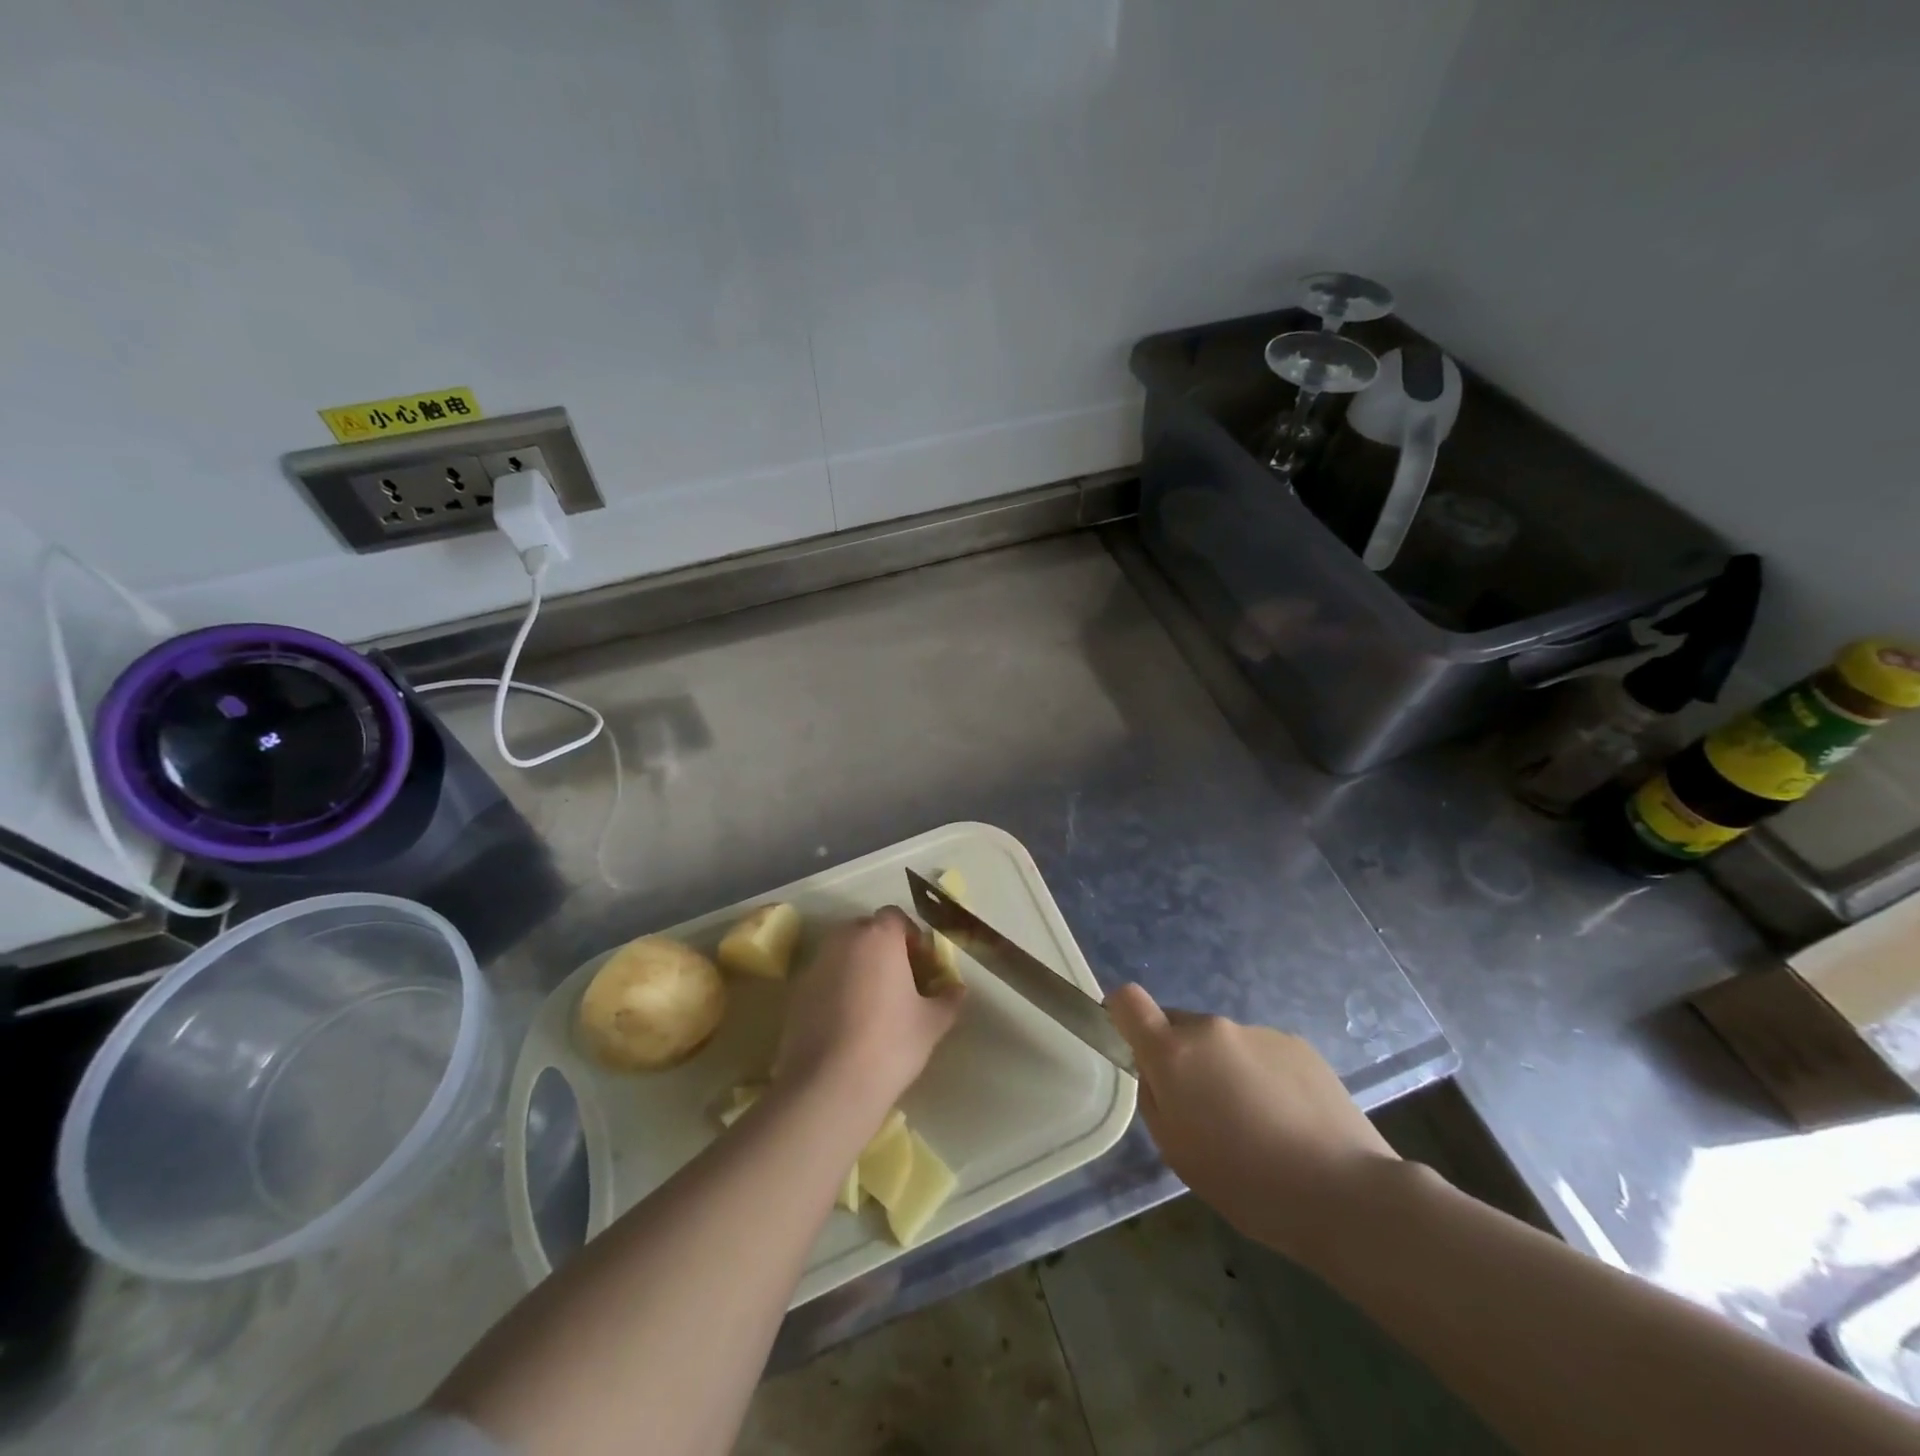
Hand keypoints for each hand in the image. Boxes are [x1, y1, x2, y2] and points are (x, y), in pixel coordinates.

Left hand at [774, 908, 963, 1117]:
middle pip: (867, 931)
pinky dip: (837, 988)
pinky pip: (824, 978)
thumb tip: (957, 989)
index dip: (911, 937)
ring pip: (843, 953)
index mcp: (879, 937)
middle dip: (884, 949)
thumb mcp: (932, 1023)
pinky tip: (848, 1022)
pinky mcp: (797, 992)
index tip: (921, 965)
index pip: (895, 917)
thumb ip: (948, 999)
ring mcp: (815, 964)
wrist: (829, 1084)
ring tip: (873, 1004)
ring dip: (859, 967)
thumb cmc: (890, 1043)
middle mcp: (844, 940)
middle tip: (900, 981)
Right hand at [1108, 983, 1395, 1260]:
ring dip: (1225, 1069)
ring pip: (1222, 1042)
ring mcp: (1257, 1031)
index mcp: (1174, 1052)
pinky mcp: (1297, 1044)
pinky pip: (1260, 1052)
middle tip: (1205, 1111)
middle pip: (1178, 1026)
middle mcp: (1212, 1027)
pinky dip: (1262, 1076)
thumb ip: (1154, 1097)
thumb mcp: (1175, 1150)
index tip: (1133, 1047)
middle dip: (1181, 1058)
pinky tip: (1288, 1120)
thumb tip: (1156, 1071)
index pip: (1128, 1000)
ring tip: (1257, 1124)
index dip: (1121, 1016)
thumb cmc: (1246, 1182)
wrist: (1345, 1193)